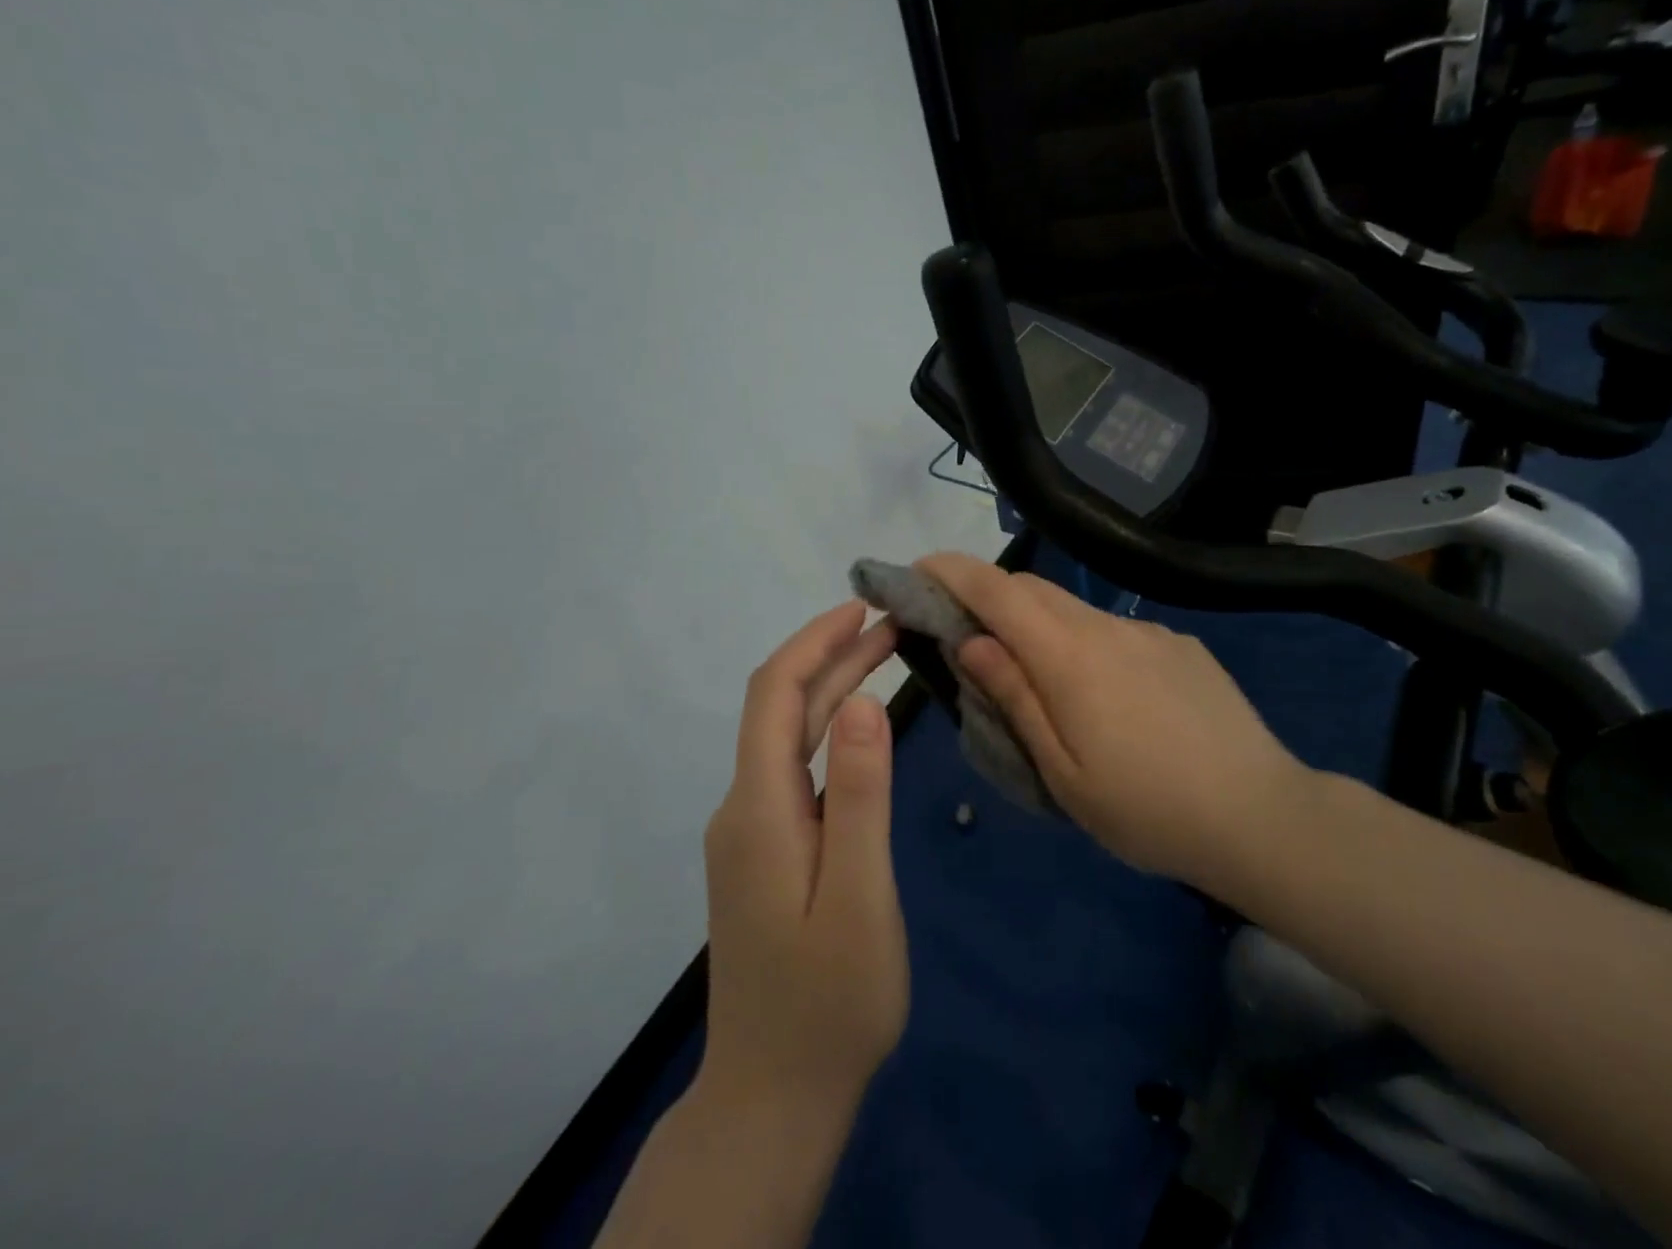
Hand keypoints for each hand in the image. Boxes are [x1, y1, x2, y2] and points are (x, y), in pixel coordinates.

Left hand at [700, 600, 907, 1119]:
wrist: (774, 1097)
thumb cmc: (829, 1000)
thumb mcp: (858, 895)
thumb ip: (861, 796)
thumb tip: (864, 703)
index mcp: (760, 808)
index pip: (775, 694)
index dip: (813, 641)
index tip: (861, 607)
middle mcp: (744, 807)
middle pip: (782, 708)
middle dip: (833, 656)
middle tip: (894, 626)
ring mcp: (752, 831)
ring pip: (790, 737)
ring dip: (834, 690)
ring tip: (888, 656)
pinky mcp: (767, 851)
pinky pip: (796, 769)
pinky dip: (831, 731)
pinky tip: (865, 729)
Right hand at [917, 553, 1309, 897]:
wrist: (1262, 815)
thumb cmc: (1146, 808)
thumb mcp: (1062, 770)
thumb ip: (1014, 697)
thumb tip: (970, 642)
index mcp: (1070, 656)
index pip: (998, 592)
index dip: (953, 572)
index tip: (919, 568)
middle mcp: (1108, 627)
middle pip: (1034, 590)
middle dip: (989, 594)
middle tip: (963, 626)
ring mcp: (1150, 633)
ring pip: (1076, 611)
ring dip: (1038, 623)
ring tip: (1034, 674)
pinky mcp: (1181, 647)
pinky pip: (1116, 632)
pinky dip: (1086, 643)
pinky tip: (1106, 695)